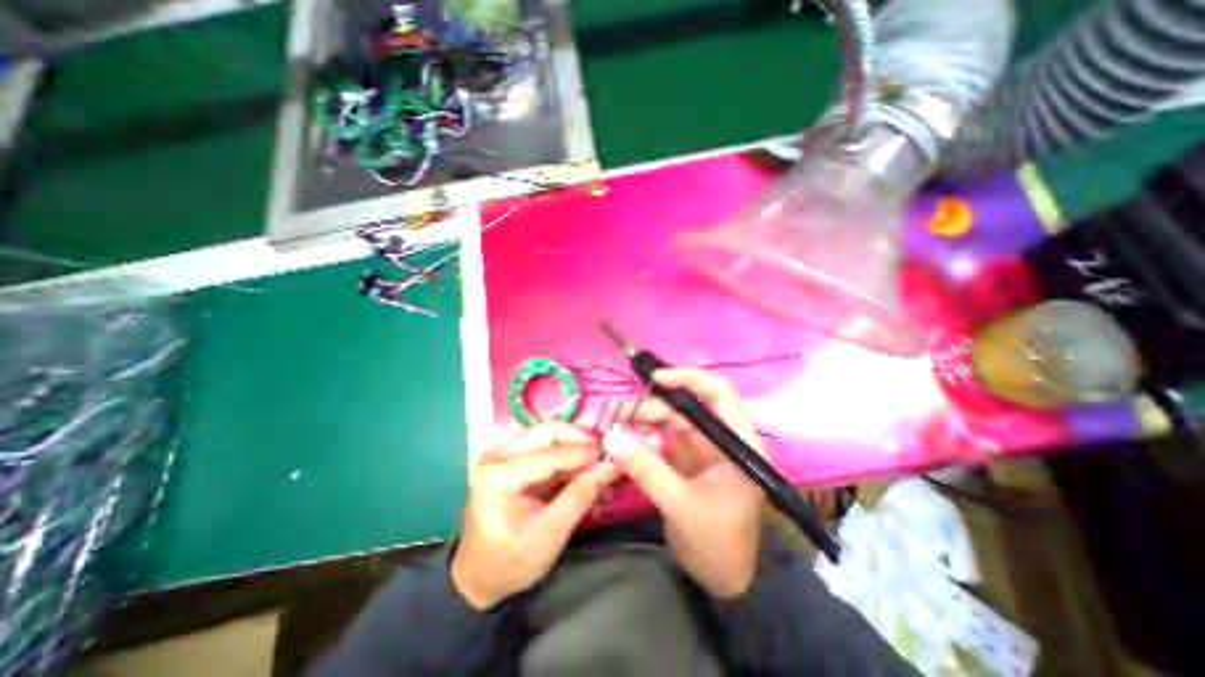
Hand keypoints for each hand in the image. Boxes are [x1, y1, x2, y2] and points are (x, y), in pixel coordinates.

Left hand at [453, 423, 619, 606]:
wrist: (477, 577)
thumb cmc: (509, 563)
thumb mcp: (549, 536)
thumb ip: (580, 496)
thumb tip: (611, 466)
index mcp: (498, 476)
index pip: (549, 454)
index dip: (583, 453)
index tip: (612, 457)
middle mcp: (497, 455)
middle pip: (546, 430)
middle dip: (579, 439)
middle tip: (603, 455)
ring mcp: (502, 453)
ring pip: (547, 432)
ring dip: (574, 443)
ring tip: (594, 461)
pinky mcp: (511, 457)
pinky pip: (544, 443)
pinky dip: (566, 451)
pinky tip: (580, 466)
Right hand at [607, 371, 767, 598]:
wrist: (724, 580)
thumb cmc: (716, 544)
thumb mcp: (680, 506)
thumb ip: (647, 470)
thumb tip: (612, 438)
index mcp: (739, 442)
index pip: (719, 392)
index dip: (688, 378)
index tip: (655, 379)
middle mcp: (724, 436)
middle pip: (689, 404)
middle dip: (654, 405)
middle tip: (620, 415)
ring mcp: (705, 446)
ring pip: (674, 417)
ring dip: (646, 419)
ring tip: (619, 430)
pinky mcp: (690, 456)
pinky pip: (666, 434)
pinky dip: (646, 435)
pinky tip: (630, 443)